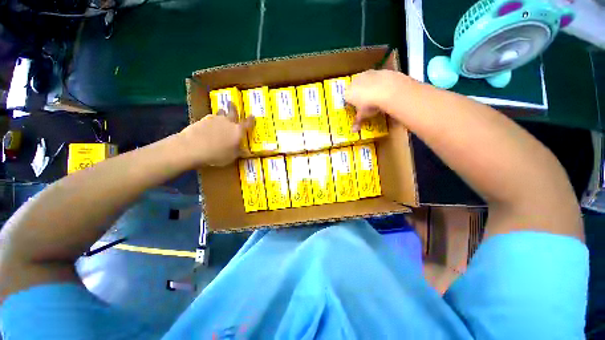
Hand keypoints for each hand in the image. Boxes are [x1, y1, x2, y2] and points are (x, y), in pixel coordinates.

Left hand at [178, 103, 253, 166]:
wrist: (193, 147)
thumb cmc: (217, 154)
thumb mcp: (232, 157)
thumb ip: (239, 152)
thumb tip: (247, 152)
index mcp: (237, 130)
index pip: (247, 123)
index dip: (251, 119)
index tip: (253, 115)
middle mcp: (228, 122)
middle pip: (232, 111)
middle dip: (233, 107)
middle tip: (232, 103)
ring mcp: (214, 119)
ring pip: (220, 113)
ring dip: (222, 112)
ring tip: (221, 112)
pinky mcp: (202, 120)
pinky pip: (210, 117)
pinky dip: (212, 119)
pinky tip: (209, 124)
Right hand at [345, 69, 405, 131]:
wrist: (386, 89)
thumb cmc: (369, 105)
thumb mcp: (363, 115)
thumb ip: (357, 121)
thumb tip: (353, 131)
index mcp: (348, 94)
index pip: (346, 100)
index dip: (350, 105)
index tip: (355, 110)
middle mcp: (354, 82)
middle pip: (354, 89)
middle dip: (358, 95)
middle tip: (365, 103)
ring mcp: (365, 74)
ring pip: (364, 82)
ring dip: (367, 88)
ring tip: (374, 96)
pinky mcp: (377, 71)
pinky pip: (375, 79)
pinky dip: (377, 84)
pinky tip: (383, 90)